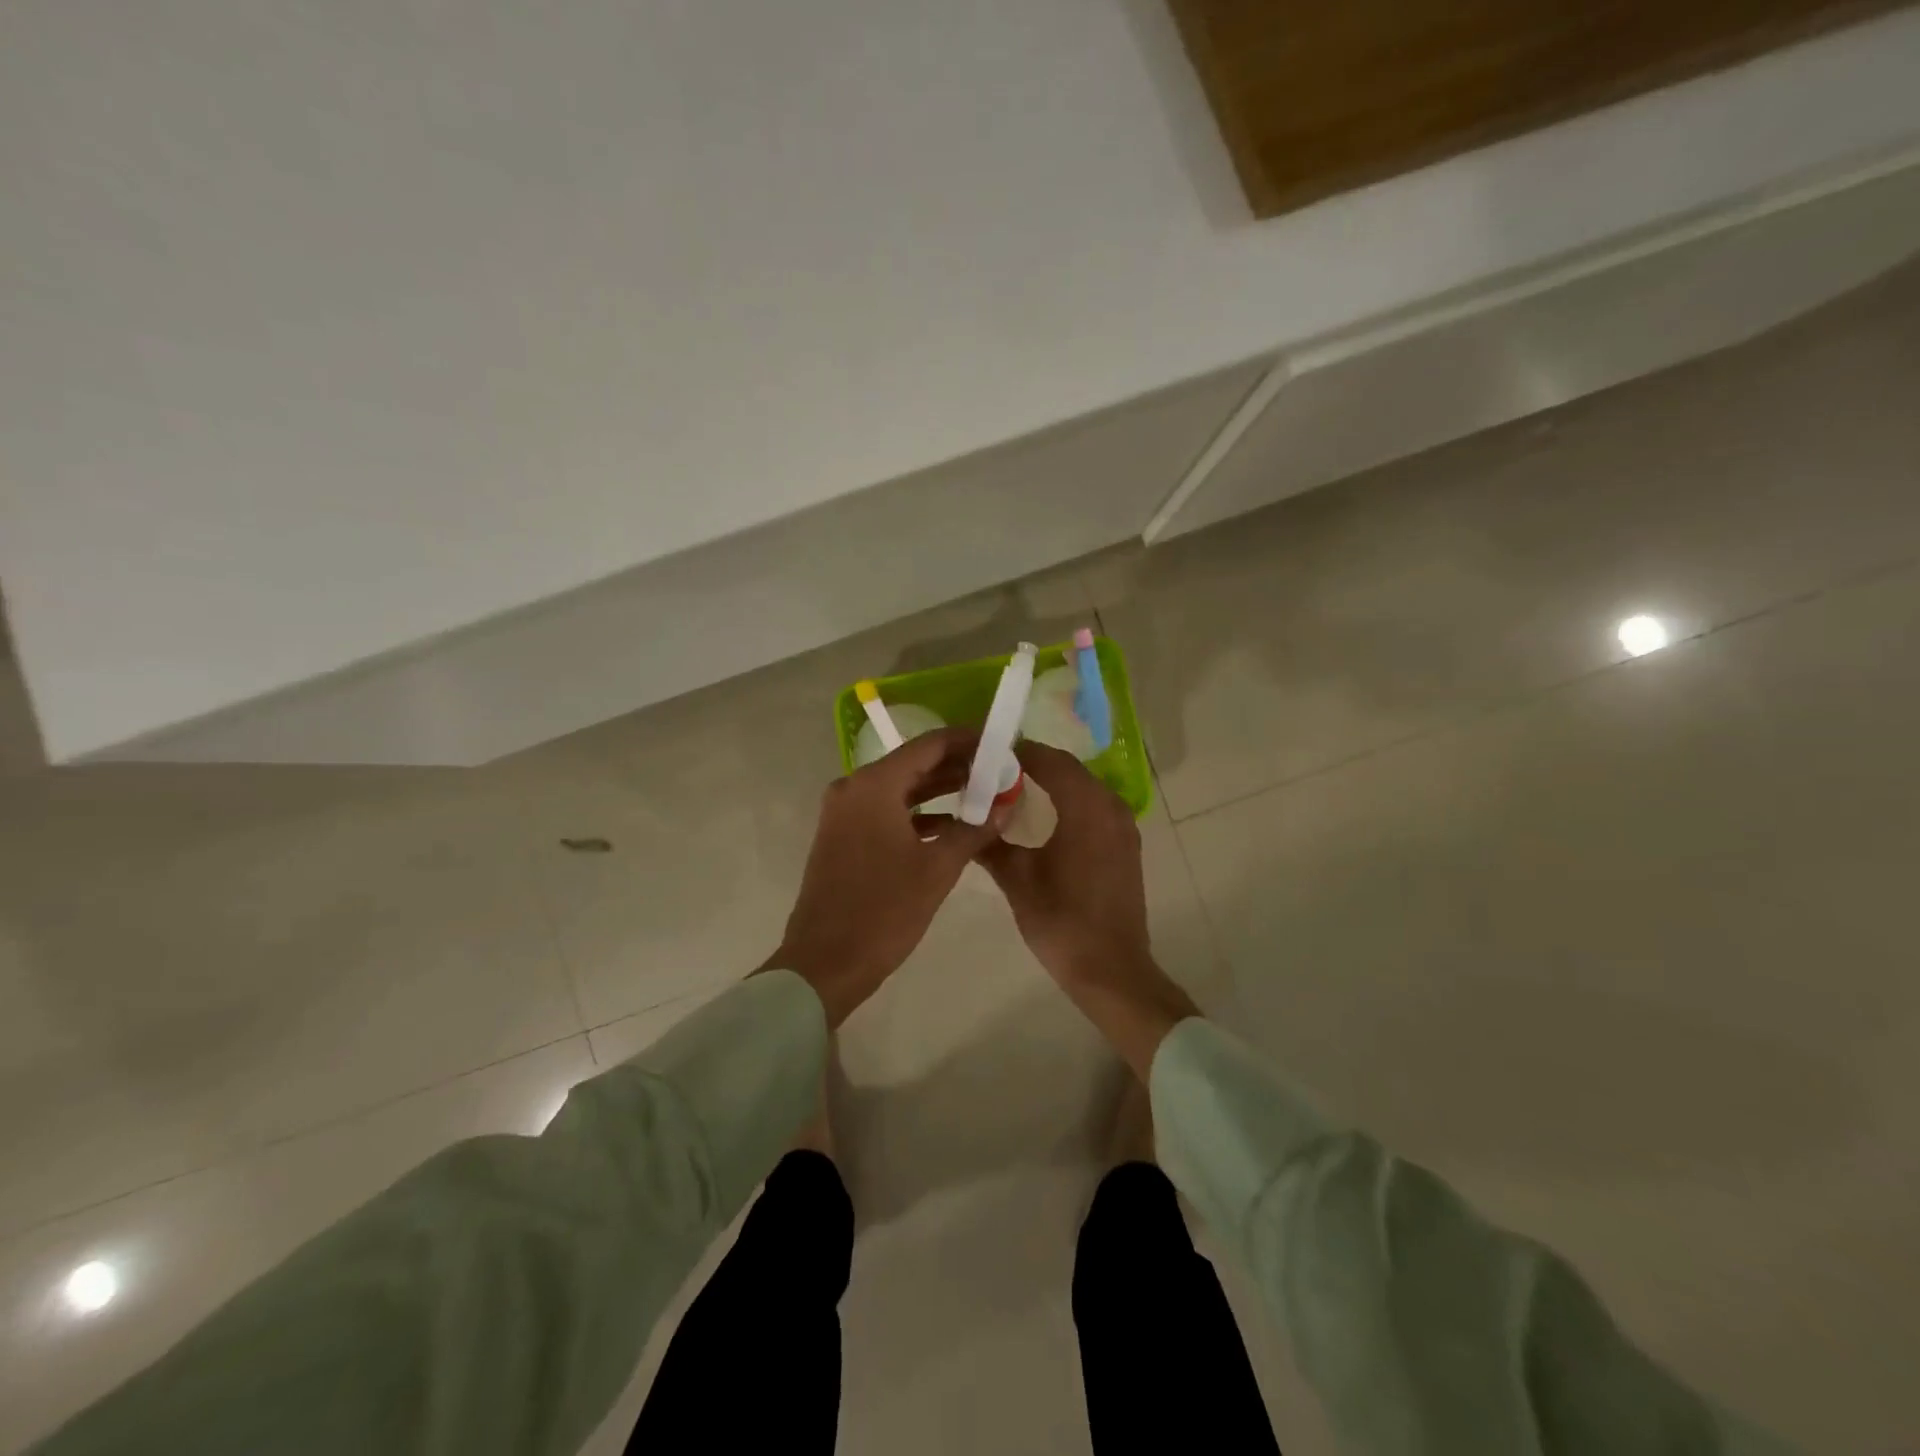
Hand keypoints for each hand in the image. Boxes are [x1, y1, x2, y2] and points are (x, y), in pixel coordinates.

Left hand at [767, 727, 1003, 1025]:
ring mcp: (844, 812)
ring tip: (984, 794)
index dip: (968, 741)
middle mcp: (854, 788)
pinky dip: (918, 814)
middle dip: (958, 766)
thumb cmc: (884, 911)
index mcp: (874, 785)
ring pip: (900, 788)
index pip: (929, 745)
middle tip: (1000, 771)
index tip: (1001, 744)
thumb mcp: (937, 869)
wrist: (826, 963)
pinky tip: (952, 826)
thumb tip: (1006, 806)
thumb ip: (974, 829)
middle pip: (914, 763)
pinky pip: (886, 811)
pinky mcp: (843, 836)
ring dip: (939, 790)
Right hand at [978, 741, 1197, 1077]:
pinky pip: (1095, 806)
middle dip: (1033, 764)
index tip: (986, 754)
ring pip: (1084, 787)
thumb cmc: (1061, 922)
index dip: (1018, 752)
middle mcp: (1110, 807)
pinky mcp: (1126, 845)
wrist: (1111, 969)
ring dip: (1053, 782)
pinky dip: (1069, 801)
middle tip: (995, 771)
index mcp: (1085, 808)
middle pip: (1069, 769)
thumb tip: (965, 820)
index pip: (1050, 761)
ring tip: (1014, 790)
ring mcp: (1123, 826)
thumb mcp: (1017, 881)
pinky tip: (1045, 817)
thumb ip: (990, 844)